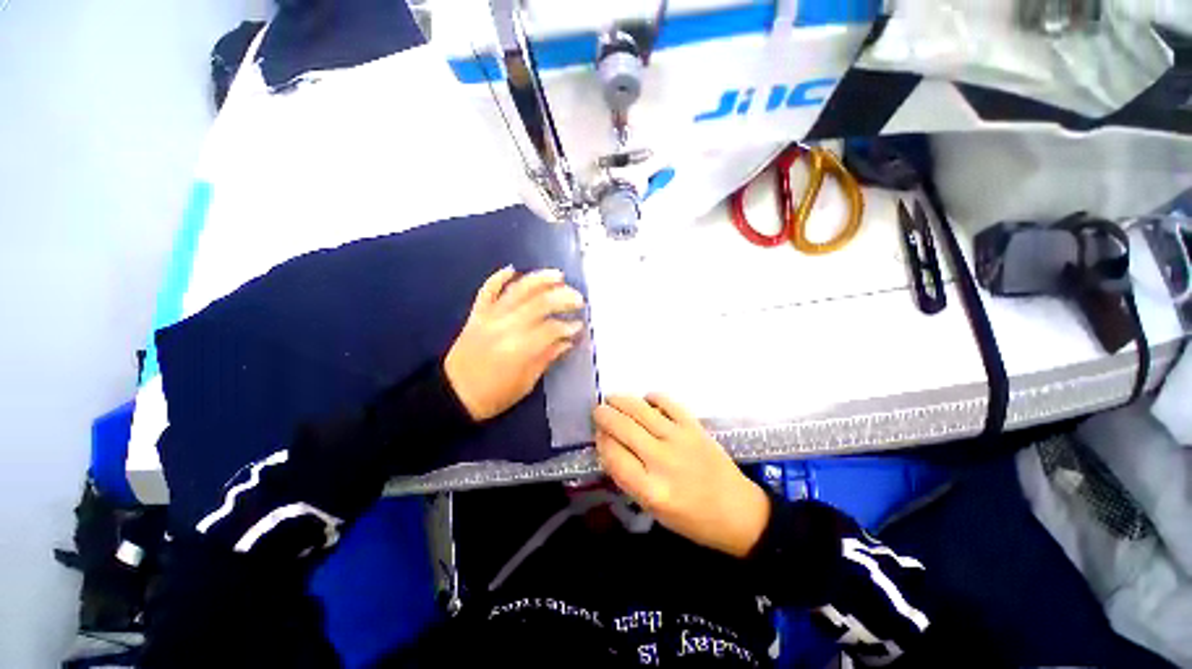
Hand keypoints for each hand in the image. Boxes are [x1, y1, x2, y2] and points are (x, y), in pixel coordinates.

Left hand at [445, 266, 585, 420]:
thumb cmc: (493, 396)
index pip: (551, 328)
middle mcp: (506, 327)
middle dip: (563, 298)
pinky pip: (487, 290)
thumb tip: (566, 341)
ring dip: (539, 280)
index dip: (568, 326)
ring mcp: (489, 317)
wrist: (452, 394)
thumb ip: (547, 358)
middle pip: (539, 303)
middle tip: (578, 299)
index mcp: (520, 348)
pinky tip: (512, 269)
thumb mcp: (526, 383)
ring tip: (558, 275)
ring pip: (517, 290)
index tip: (579, 326)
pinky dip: (499, 277)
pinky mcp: (476, 314)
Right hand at [593, 394, 769, 557]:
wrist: (738, 512)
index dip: (601, 440)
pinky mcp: (694, 427)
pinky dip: (652, 397)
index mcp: (651, 490)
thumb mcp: (653, 510)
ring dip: (621, 401)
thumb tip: (609, 445)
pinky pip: (668, 403)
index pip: (613, 455)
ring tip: (612, 399)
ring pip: (641, 411)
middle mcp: (662, 461)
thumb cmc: (692, 519)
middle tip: (598, 410)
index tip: (598, 435)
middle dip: (604, 415)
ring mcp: (680, 439)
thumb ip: (628, 478)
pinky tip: (645, 400)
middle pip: (623, 428)